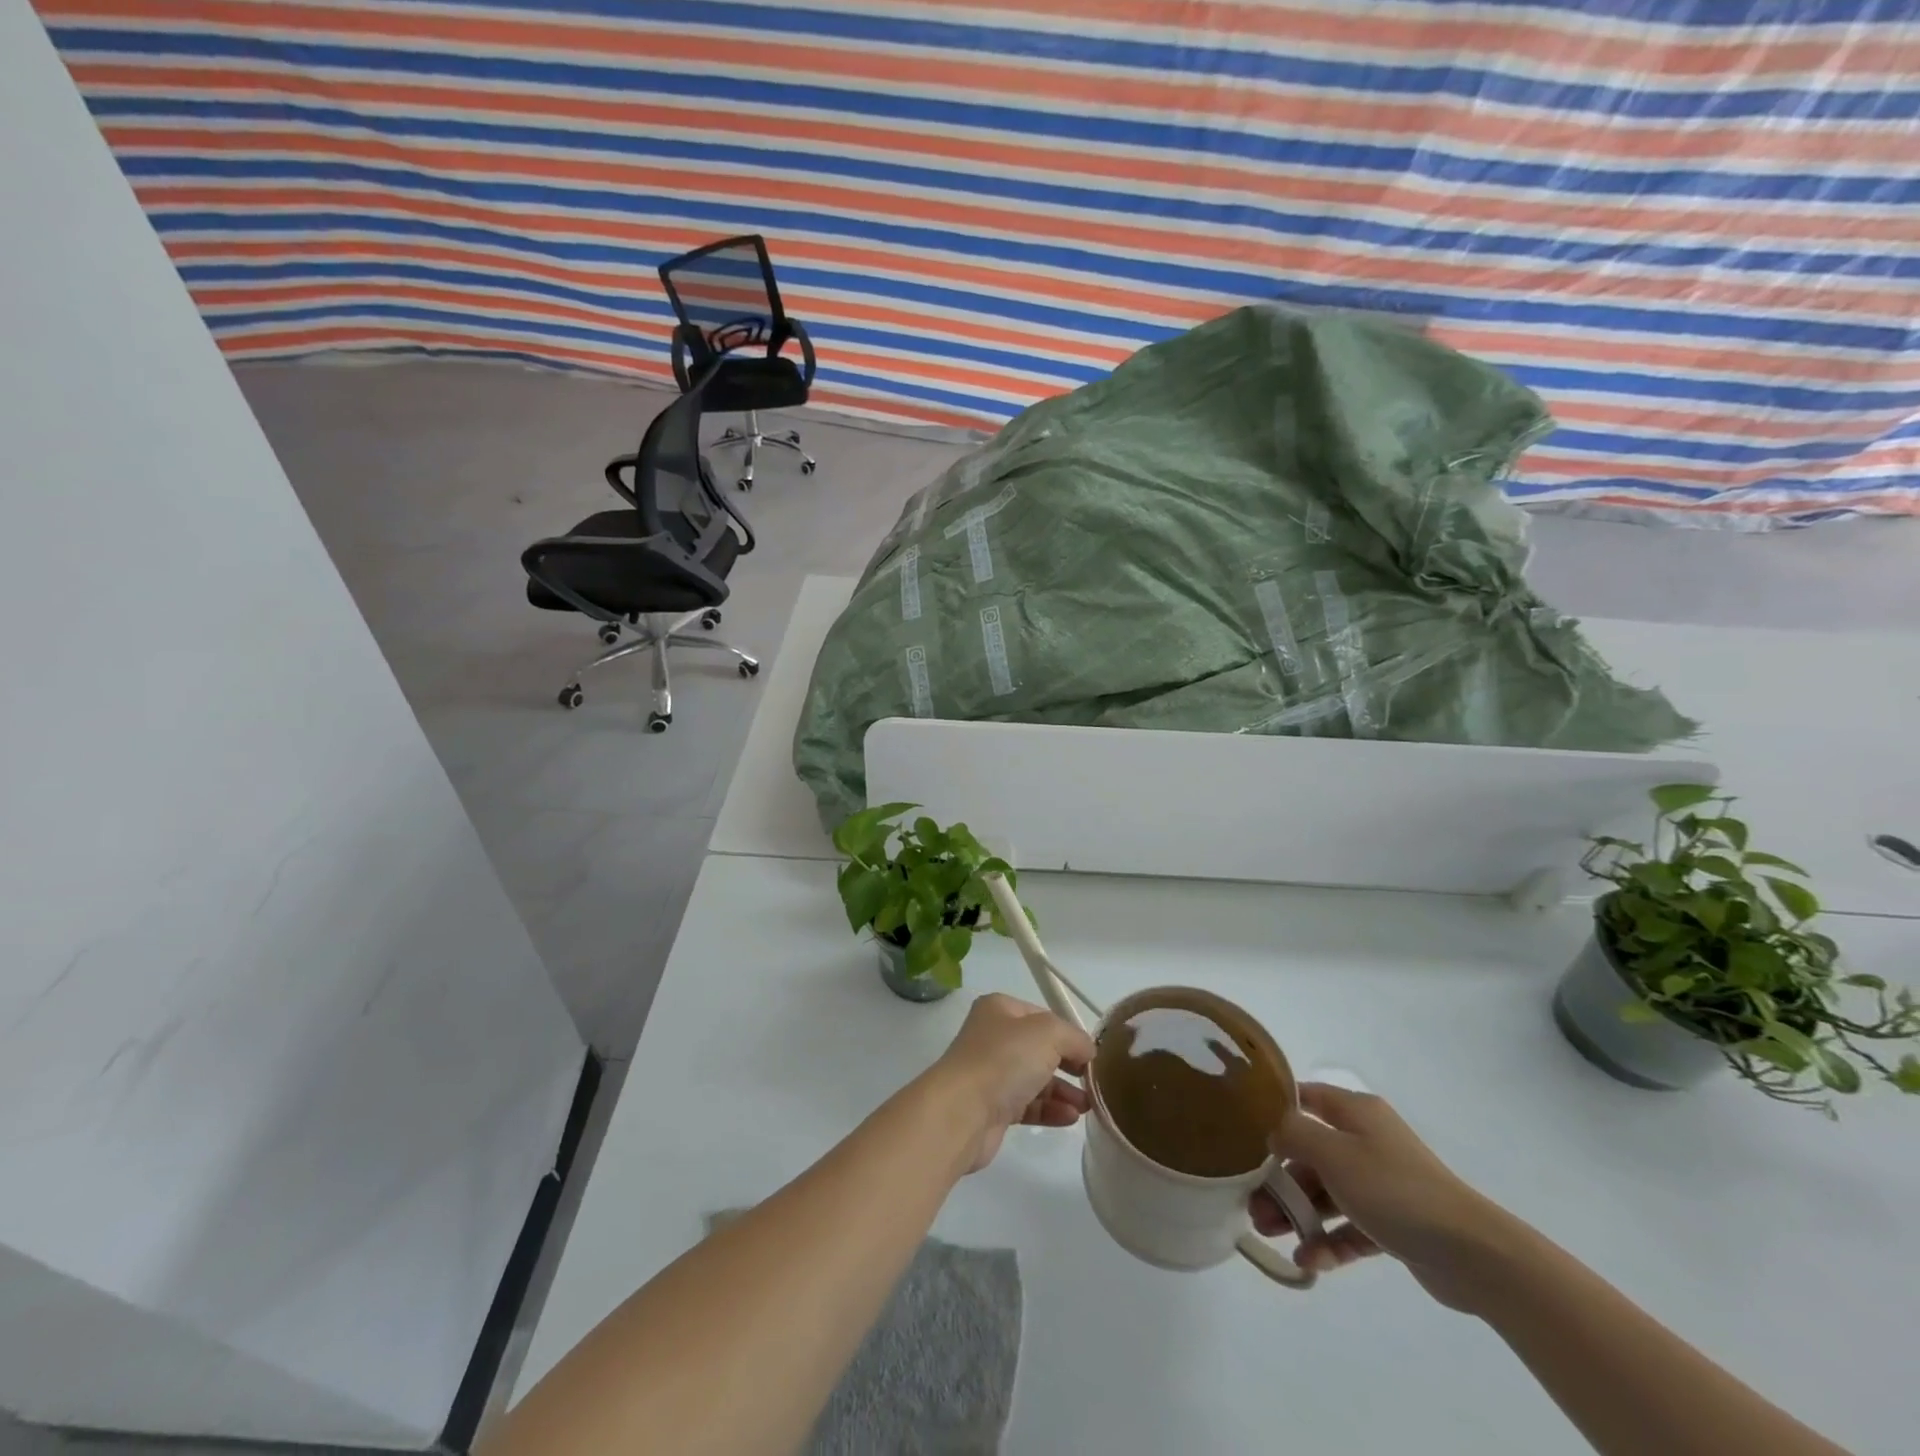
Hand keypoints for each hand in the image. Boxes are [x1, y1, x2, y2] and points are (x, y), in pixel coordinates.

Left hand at [930, 993, 1093, 1172]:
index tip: (1092, 1054)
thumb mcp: (1048, 1034)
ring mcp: (991, 1074)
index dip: (1068, 1033)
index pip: (1042, 1016)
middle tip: (1093, 1081)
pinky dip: (1050, 1109)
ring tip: (1088, 1106)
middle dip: (1069, 1064)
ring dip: (1064, 1091)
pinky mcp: (993, 1108)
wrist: (962, 1111)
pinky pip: (1028, 1105)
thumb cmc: (1004, 1060)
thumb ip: (1074, 1037)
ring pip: (1036, 1079)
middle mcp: (993, 1038)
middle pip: (1040, 1048)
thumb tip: (1088, 1050)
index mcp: (1000, 1010)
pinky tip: (1070, 1118)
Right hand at [1252, 1084, 1516, 1310]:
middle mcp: (1367, 1141)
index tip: (1245, 1129)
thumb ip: (1294, 1134)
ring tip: (1270, 1235)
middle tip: (1253, 1204)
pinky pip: (1351, 1227)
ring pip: (1328, 1193)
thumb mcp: (1333, 1153)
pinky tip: (1308, 1261)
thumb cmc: (1393, 1188)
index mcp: (1356, 1113)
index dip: (1276, 1110)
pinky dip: (1329, 1240)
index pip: (1307, 1098)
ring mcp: (1382, 1183)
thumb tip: (1275, 1131)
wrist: (1471, 1253)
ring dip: (1299, 1213)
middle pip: (1311, 1153)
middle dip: (1281, 1179)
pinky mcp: (1394, 1223)